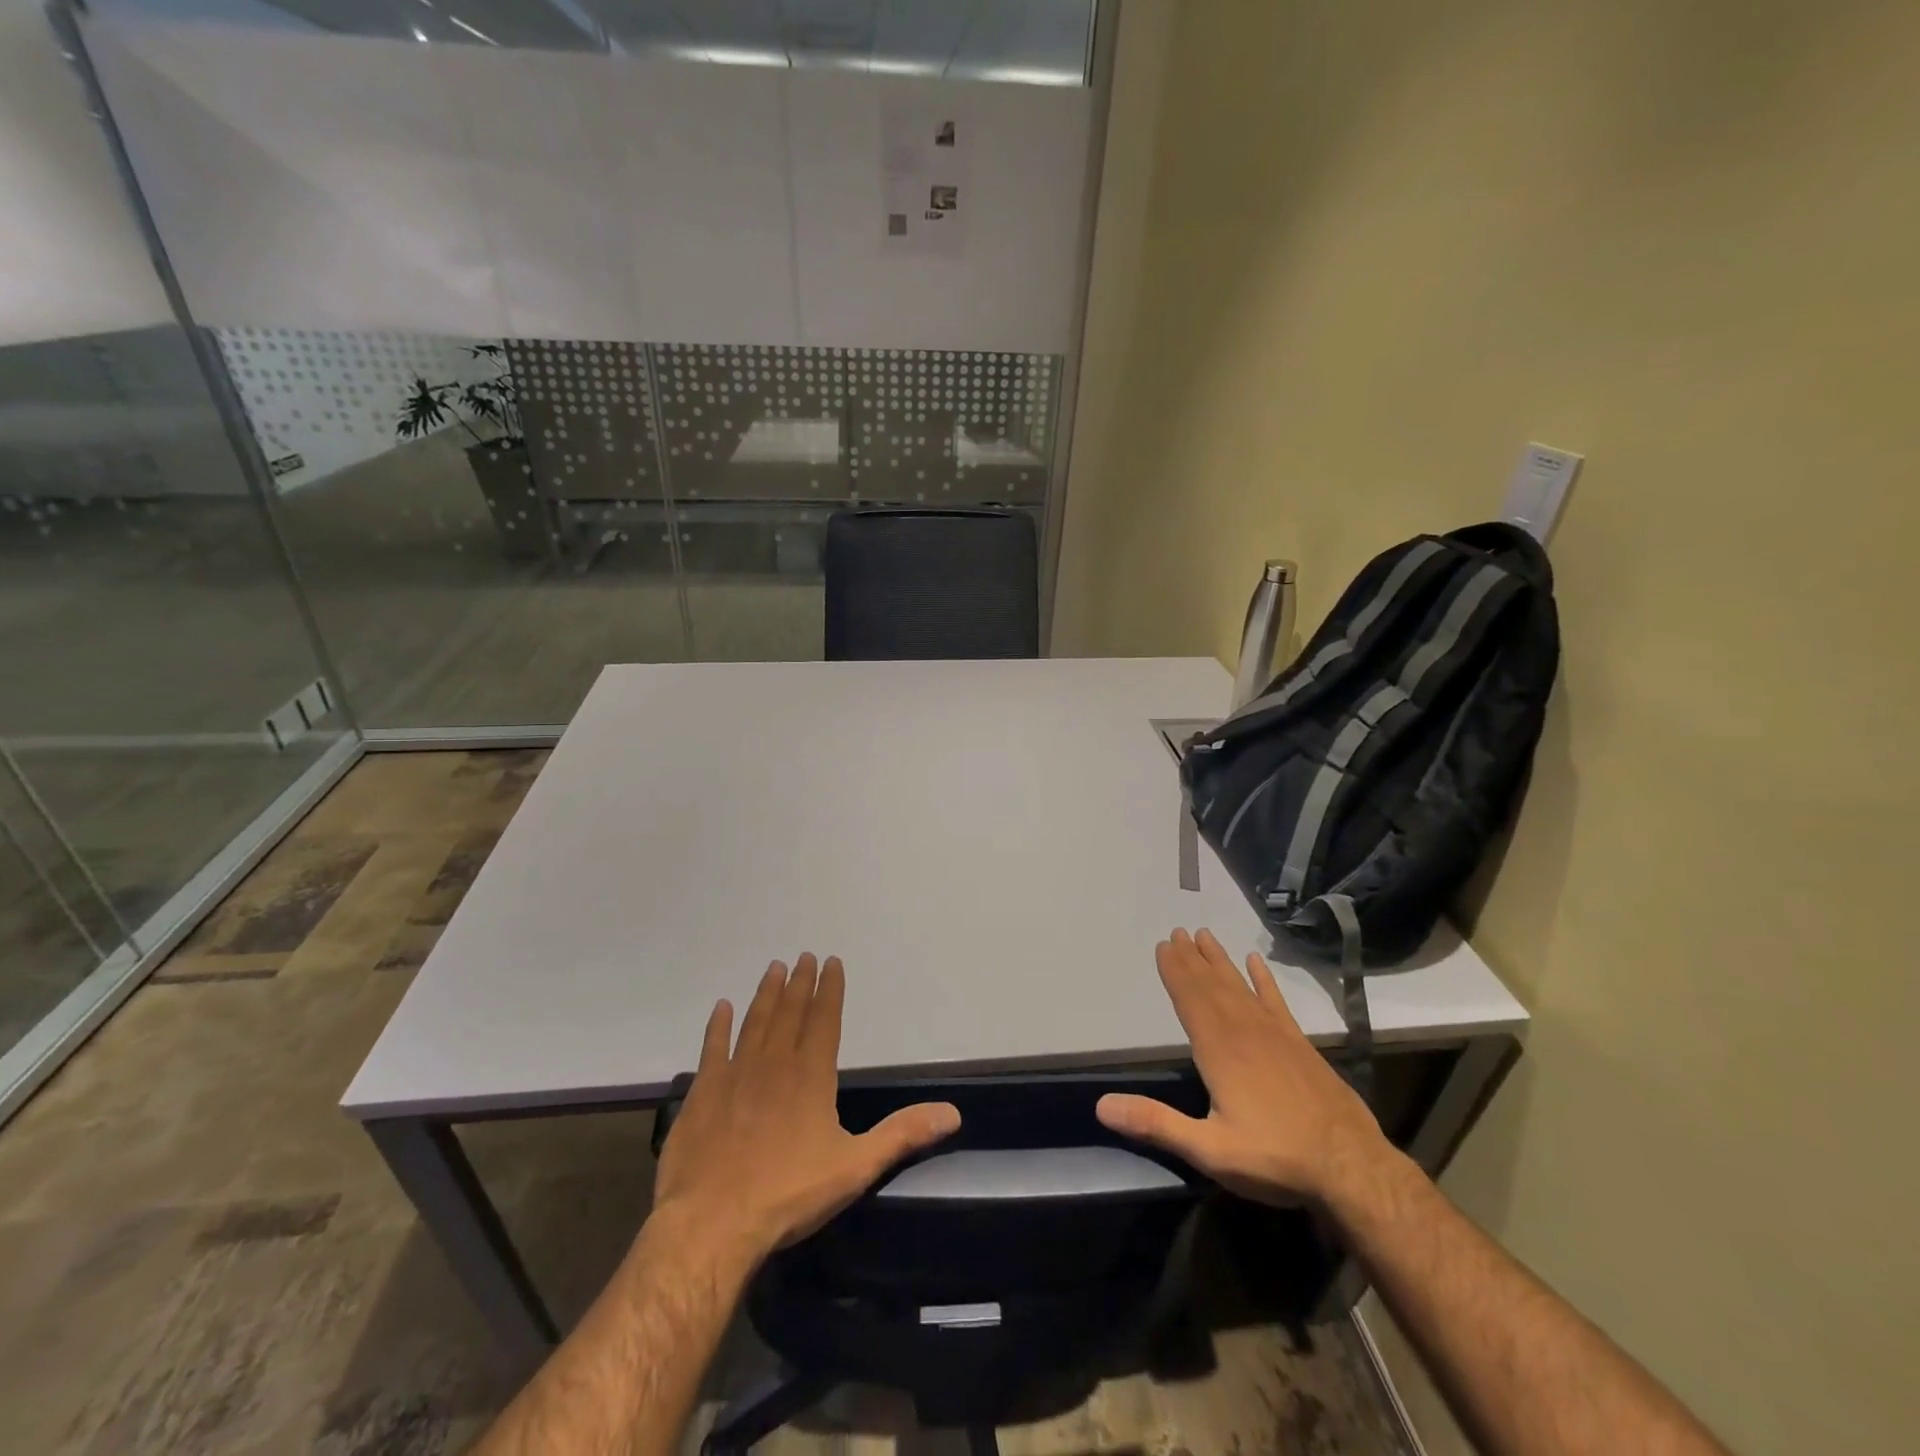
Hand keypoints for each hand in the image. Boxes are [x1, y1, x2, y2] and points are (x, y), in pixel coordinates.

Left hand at [653, 953, 960, 1262]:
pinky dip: (717, 1026)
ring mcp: (734, 1075)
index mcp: (811, 1075)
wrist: (712, 1224)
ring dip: (766, 994)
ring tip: (774, 968)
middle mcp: (773, 1063)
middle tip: (804, 955)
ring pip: (754, 1022)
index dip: (830, 989)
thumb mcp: (855, 1167)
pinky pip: (712, 1048)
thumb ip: (902, 1135)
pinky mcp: (702, 1093)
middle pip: (790, 1013)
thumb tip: (952, 1113)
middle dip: (800, 983)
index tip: (831, 962)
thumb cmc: (788, 1194)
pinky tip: (721, 1007)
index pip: (825, 1020)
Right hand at [1096, 928, 1390, 1208]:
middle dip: (1191, 959)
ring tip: (1204, 935)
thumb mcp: (1209, 1150)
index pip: (1190, 1000)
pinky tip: (1255, 962)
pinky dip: (1263, 980)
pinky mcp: (1299, 1044)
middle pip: (1211, 986)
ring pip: (1239, 987)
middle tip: (1177, 932)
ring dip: (1219, 961)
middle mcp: (1244, 1031)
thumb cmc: (1275, 1158)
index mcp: (1219, 1050)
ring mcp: (1275, 1034)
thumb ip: (1156, 1123)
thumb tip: (1102, 1106)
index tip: (1163, 945)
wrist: (1351, 1167)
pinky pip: (1275, 1001)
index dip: (1175, 972)